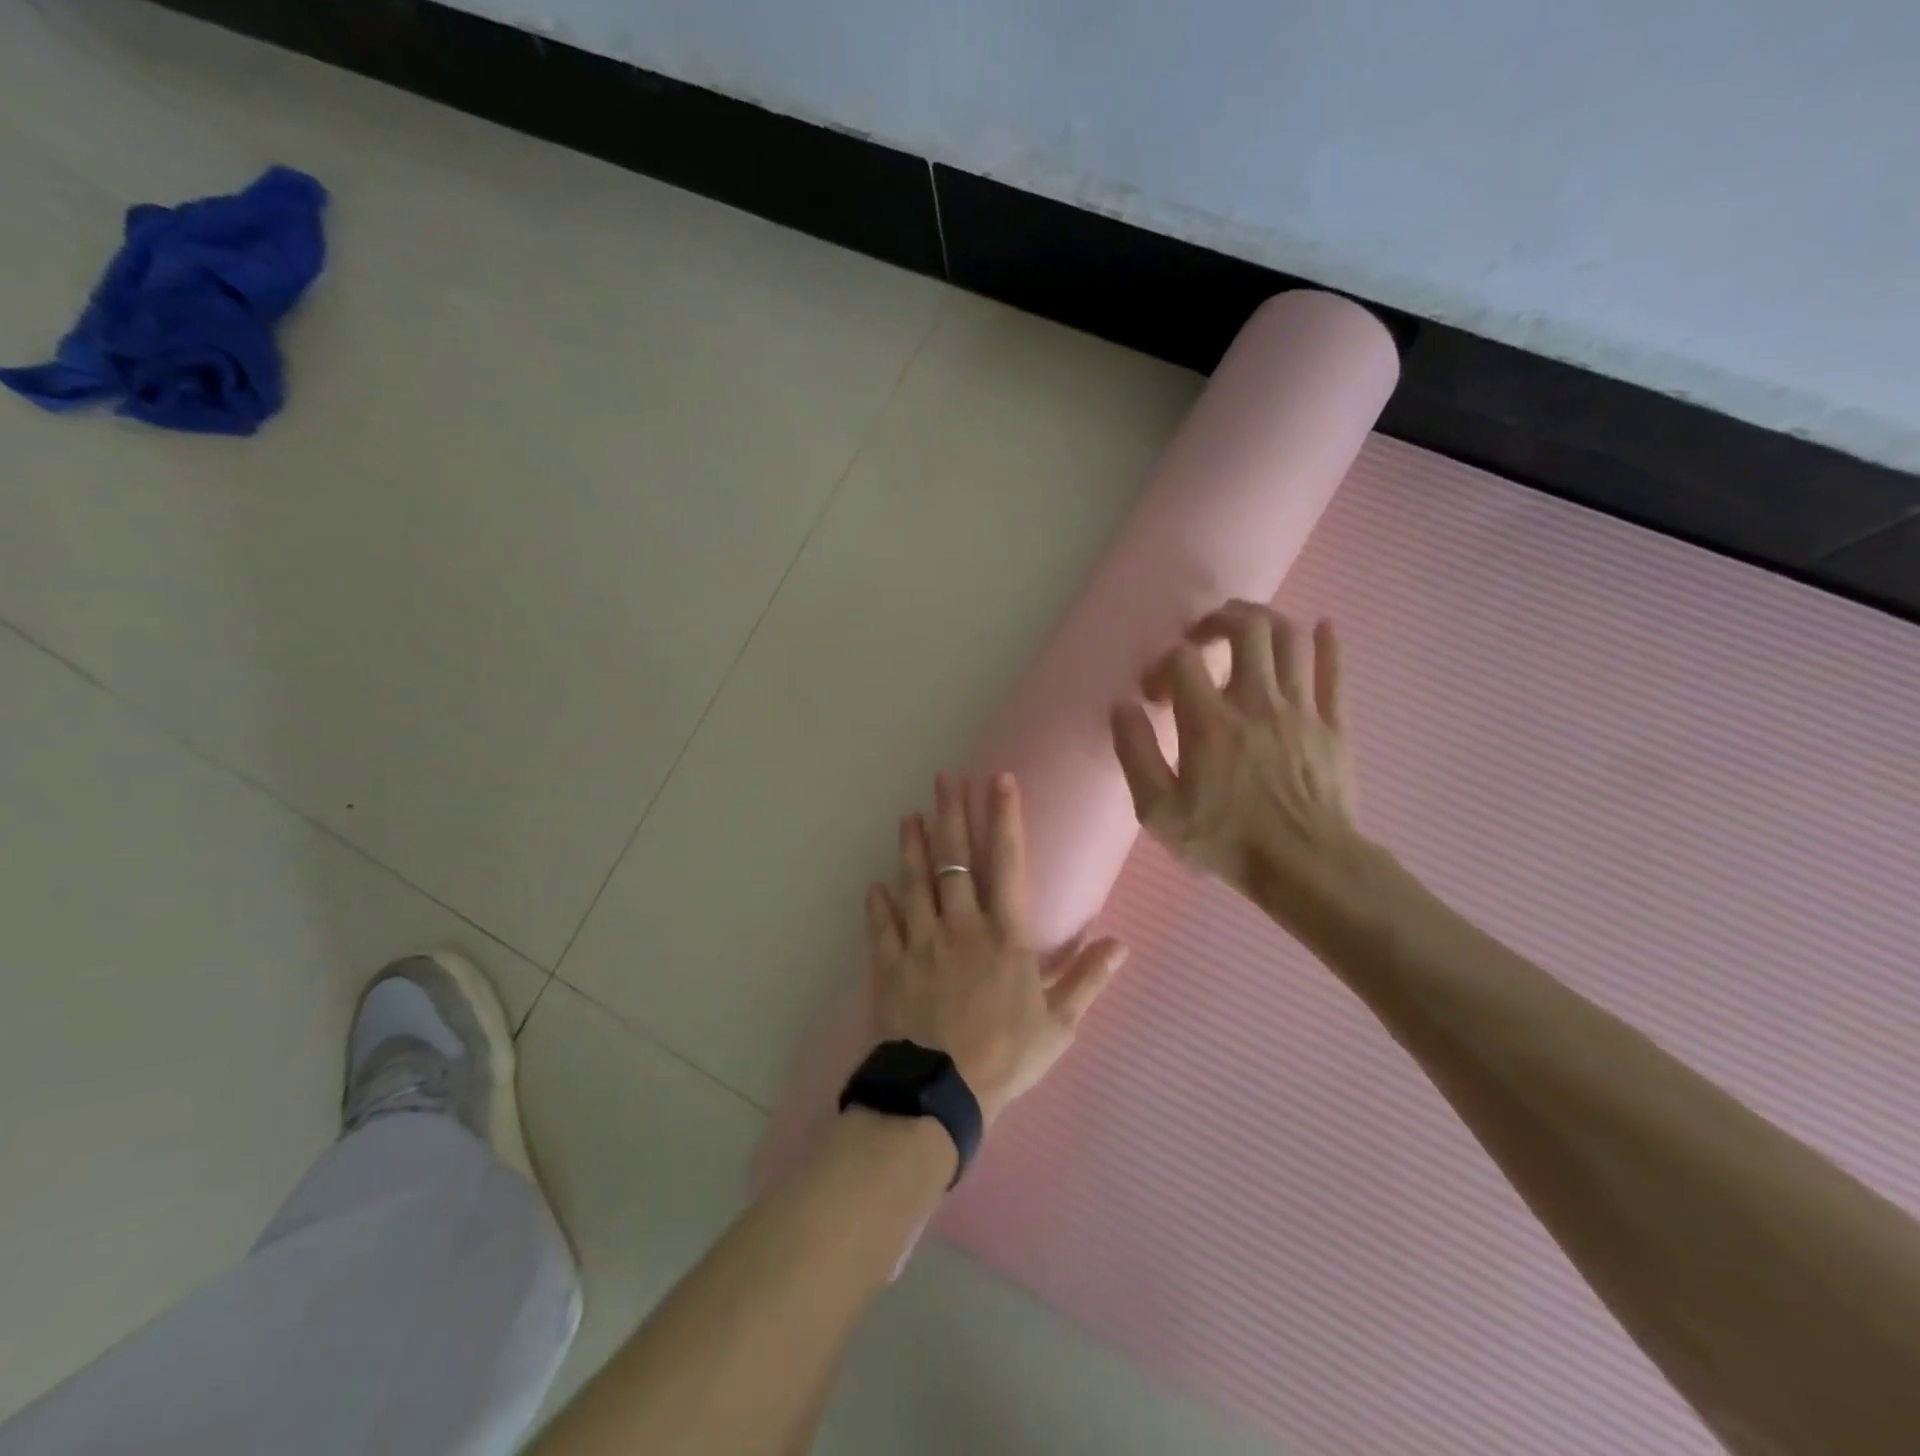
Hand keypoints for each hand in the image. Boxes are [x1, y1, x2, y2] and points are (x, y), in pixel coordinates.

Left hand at [867, 773, 1127, 1126]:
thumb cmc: (1006, 1056)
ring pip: (915, 883)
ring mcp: (921, 943)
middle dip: (950, 815)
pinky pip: (882, 926)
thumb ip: (1087, 978)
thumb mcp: (1059, 1024)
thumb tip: (1120, 943)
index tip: (999, 780)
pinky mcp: (891, 965)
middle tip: (944, 778)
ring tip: (909, 816)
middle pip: (954, 860)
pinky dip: (878, 904)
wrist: (940, 1092)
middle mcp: (962, 926)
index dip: (1004, 818)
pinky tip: (875, 885)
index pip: (1007, 863)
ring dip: (912, 847)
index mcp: (1005, 936)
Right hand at [1110, 602, 1369, 934]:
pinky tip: (1320, 628)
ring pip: (1291, 639)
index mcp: (1210, 722)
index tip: (1154, 693)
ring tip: (1247, 629)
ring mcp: (1301, 709)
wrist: (1306, 867)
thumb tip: (1122, 707)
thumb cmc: (1226, 840)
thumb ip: (1135, 753)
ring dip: (1266, 621)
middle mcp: (1257, 702)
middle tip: (1203, 635)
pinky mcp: (1334, 724)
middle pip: (1247, 629)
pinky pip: (1334, 670)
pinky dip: (1326, 643)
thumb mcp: (1159, 811)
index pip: (1182, 660)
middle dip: (1220, 619)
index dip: (1162, 664)